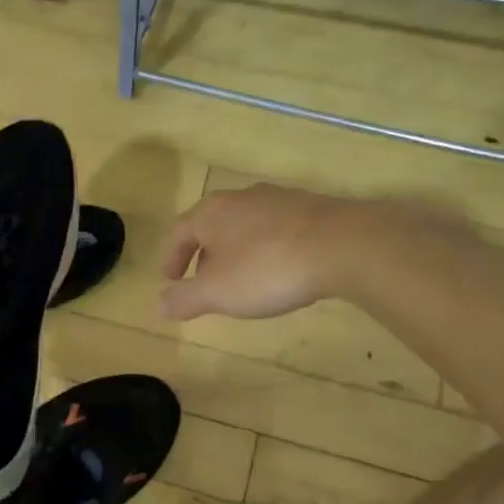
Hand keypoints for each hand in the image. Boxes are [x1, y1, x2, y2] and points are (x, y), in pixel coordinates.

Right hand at [160, 183, 349, 320]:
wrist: (343, 245)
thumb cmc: (267, 269)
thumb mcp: (217, 293)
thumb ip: (184, 299)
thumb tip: (160, 305)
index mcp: (211, 213)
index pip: (179, 232)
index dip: (172, 258)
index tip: (171, 281)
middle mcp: (241, 198)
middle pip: (213, 226)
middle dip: (205, 255)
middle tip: (206, 283)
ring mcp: (279, 199)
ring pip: (246, 226)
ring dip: (237, 252)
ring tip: (243, 280)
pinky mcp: (312, 208)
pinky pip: (277, 230)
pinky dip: (268, 249)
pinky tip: (280, 270)